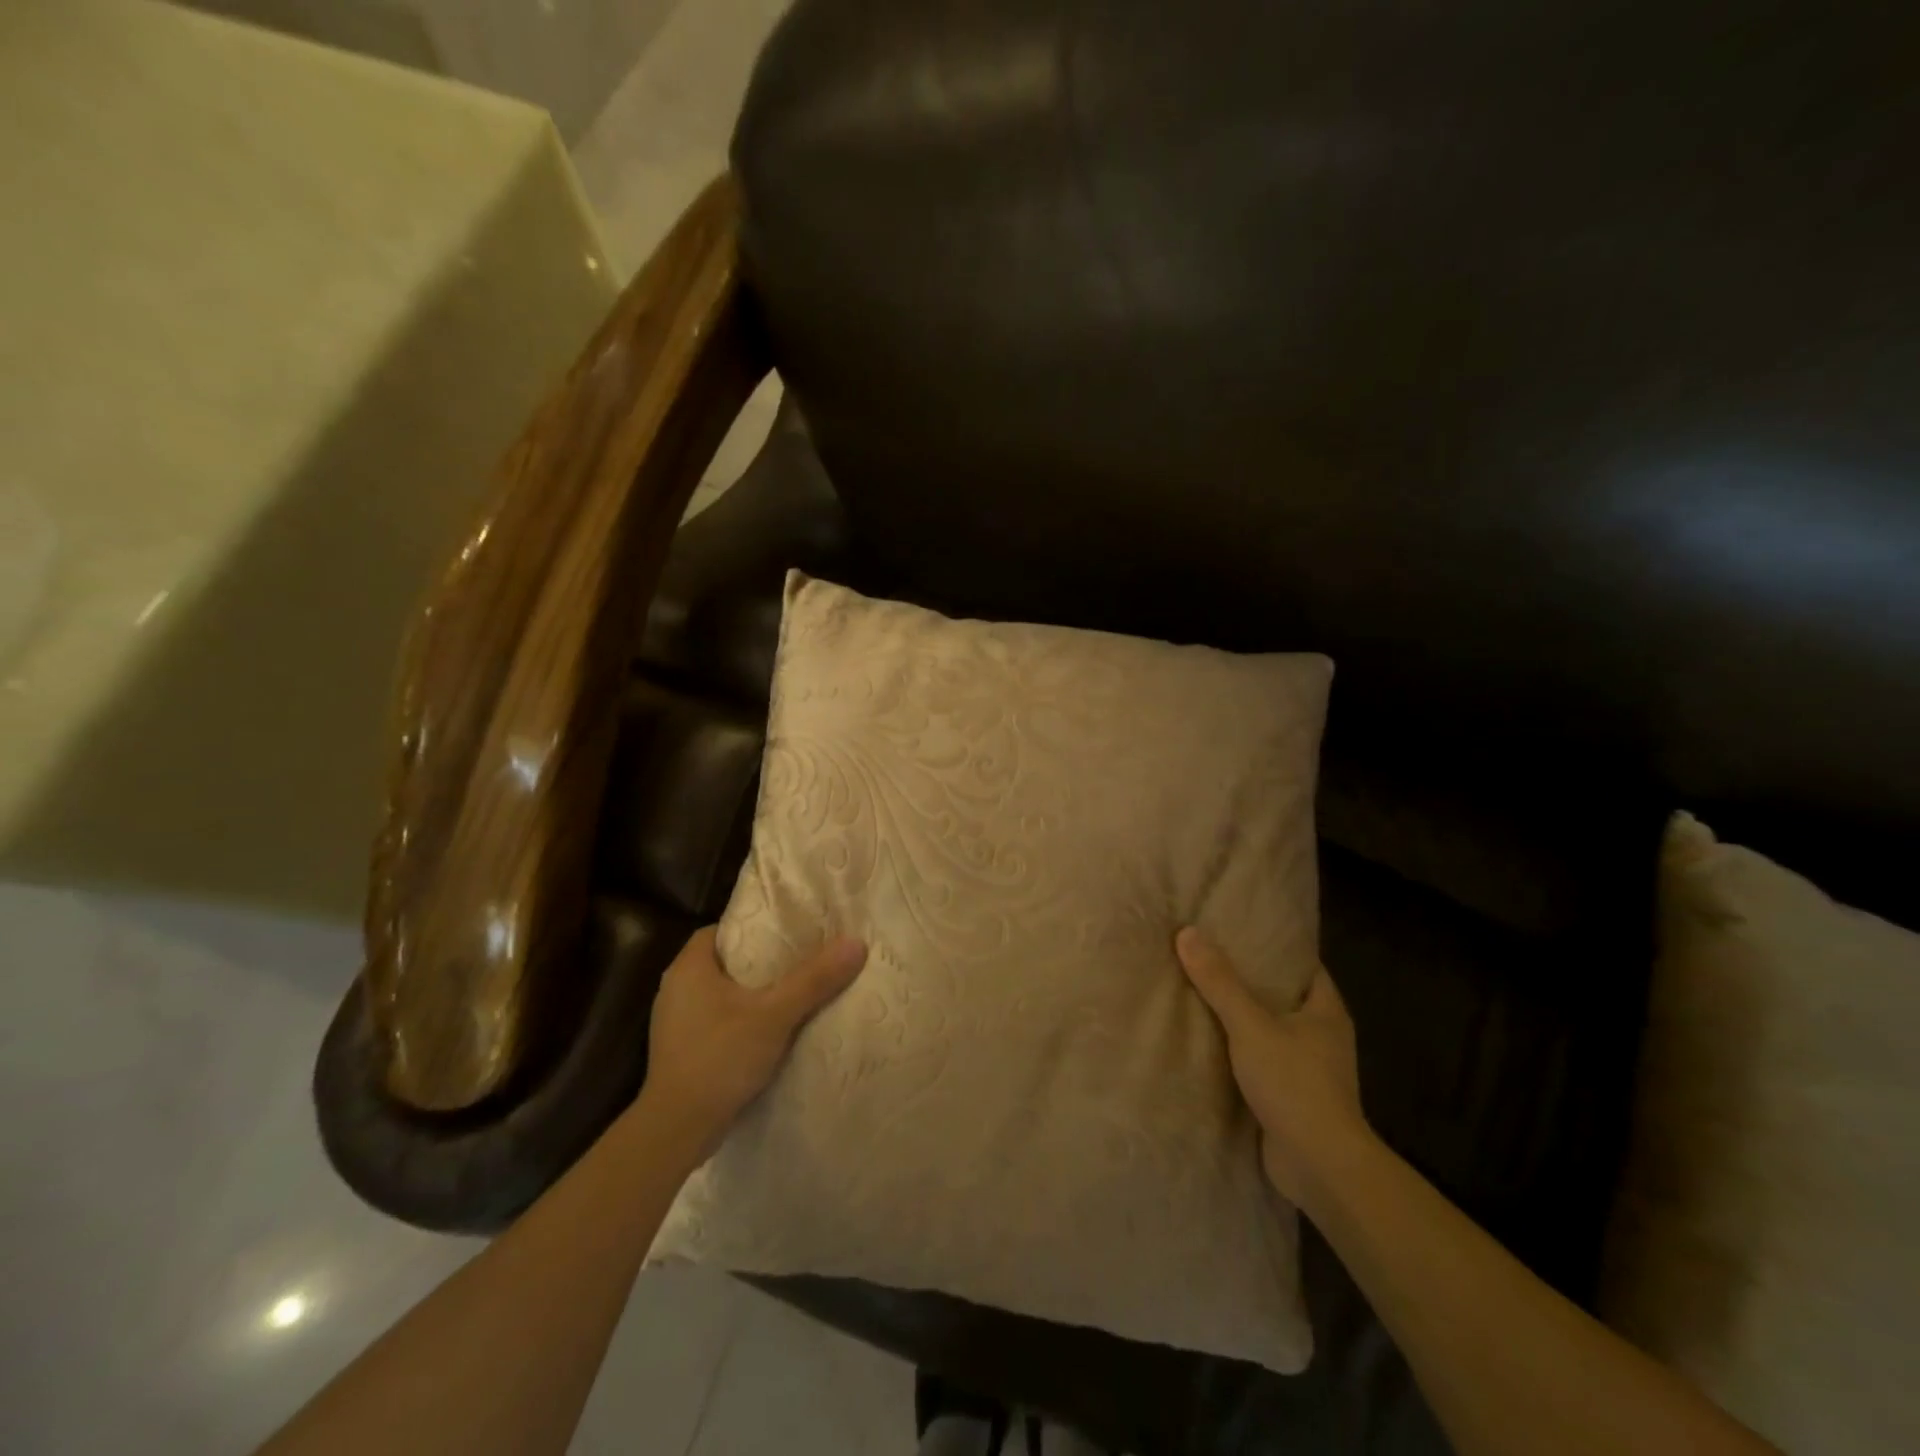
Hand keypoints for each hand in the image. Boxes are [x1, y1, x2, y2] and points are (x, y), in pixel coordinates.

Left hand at [640, 927, 867, 1154]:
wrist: (677, 1131)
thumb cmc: (720, 1058)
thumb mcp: (774, 1015)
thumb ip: (814, 979)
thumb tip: (856, 943)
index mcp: (688, 968)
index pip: (721, 930)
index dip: (753, 927)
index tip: (787, 932)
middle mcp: (675, 988)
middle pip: (724, 961)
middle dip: (759, 961)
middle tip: (799, 958)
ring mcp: (675, 1022)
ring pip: (721, 993)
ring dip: (752, 993)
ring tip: (792, 991)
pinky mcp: (682, 1050)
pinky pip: (717, 1020)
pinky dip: (741, 1019)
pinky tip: (770, 1029)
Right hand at [1176, 926, 1368, 1205]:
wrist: (1320, 1167)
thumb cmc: (1295, 1084)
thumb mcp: (1251, 1025)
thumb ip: (1220, 982)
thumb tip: (1187, 932)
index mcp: (1326, 1011)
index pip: (1302, 964)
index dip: (1274, 945)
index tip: (1238, 928)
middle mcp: (1322, 1035)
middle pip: (1282, 995)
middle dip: (1248, 979)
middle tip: (1207, 954)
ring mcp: (1308, 1068)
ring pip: (1269, 1029)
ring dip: (1239, 1017)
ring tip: (1197, 990)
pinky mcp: (1291, 1096)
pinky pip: (1260, 1060)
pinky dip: (1237, 1050)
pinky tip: (1204, 1039)